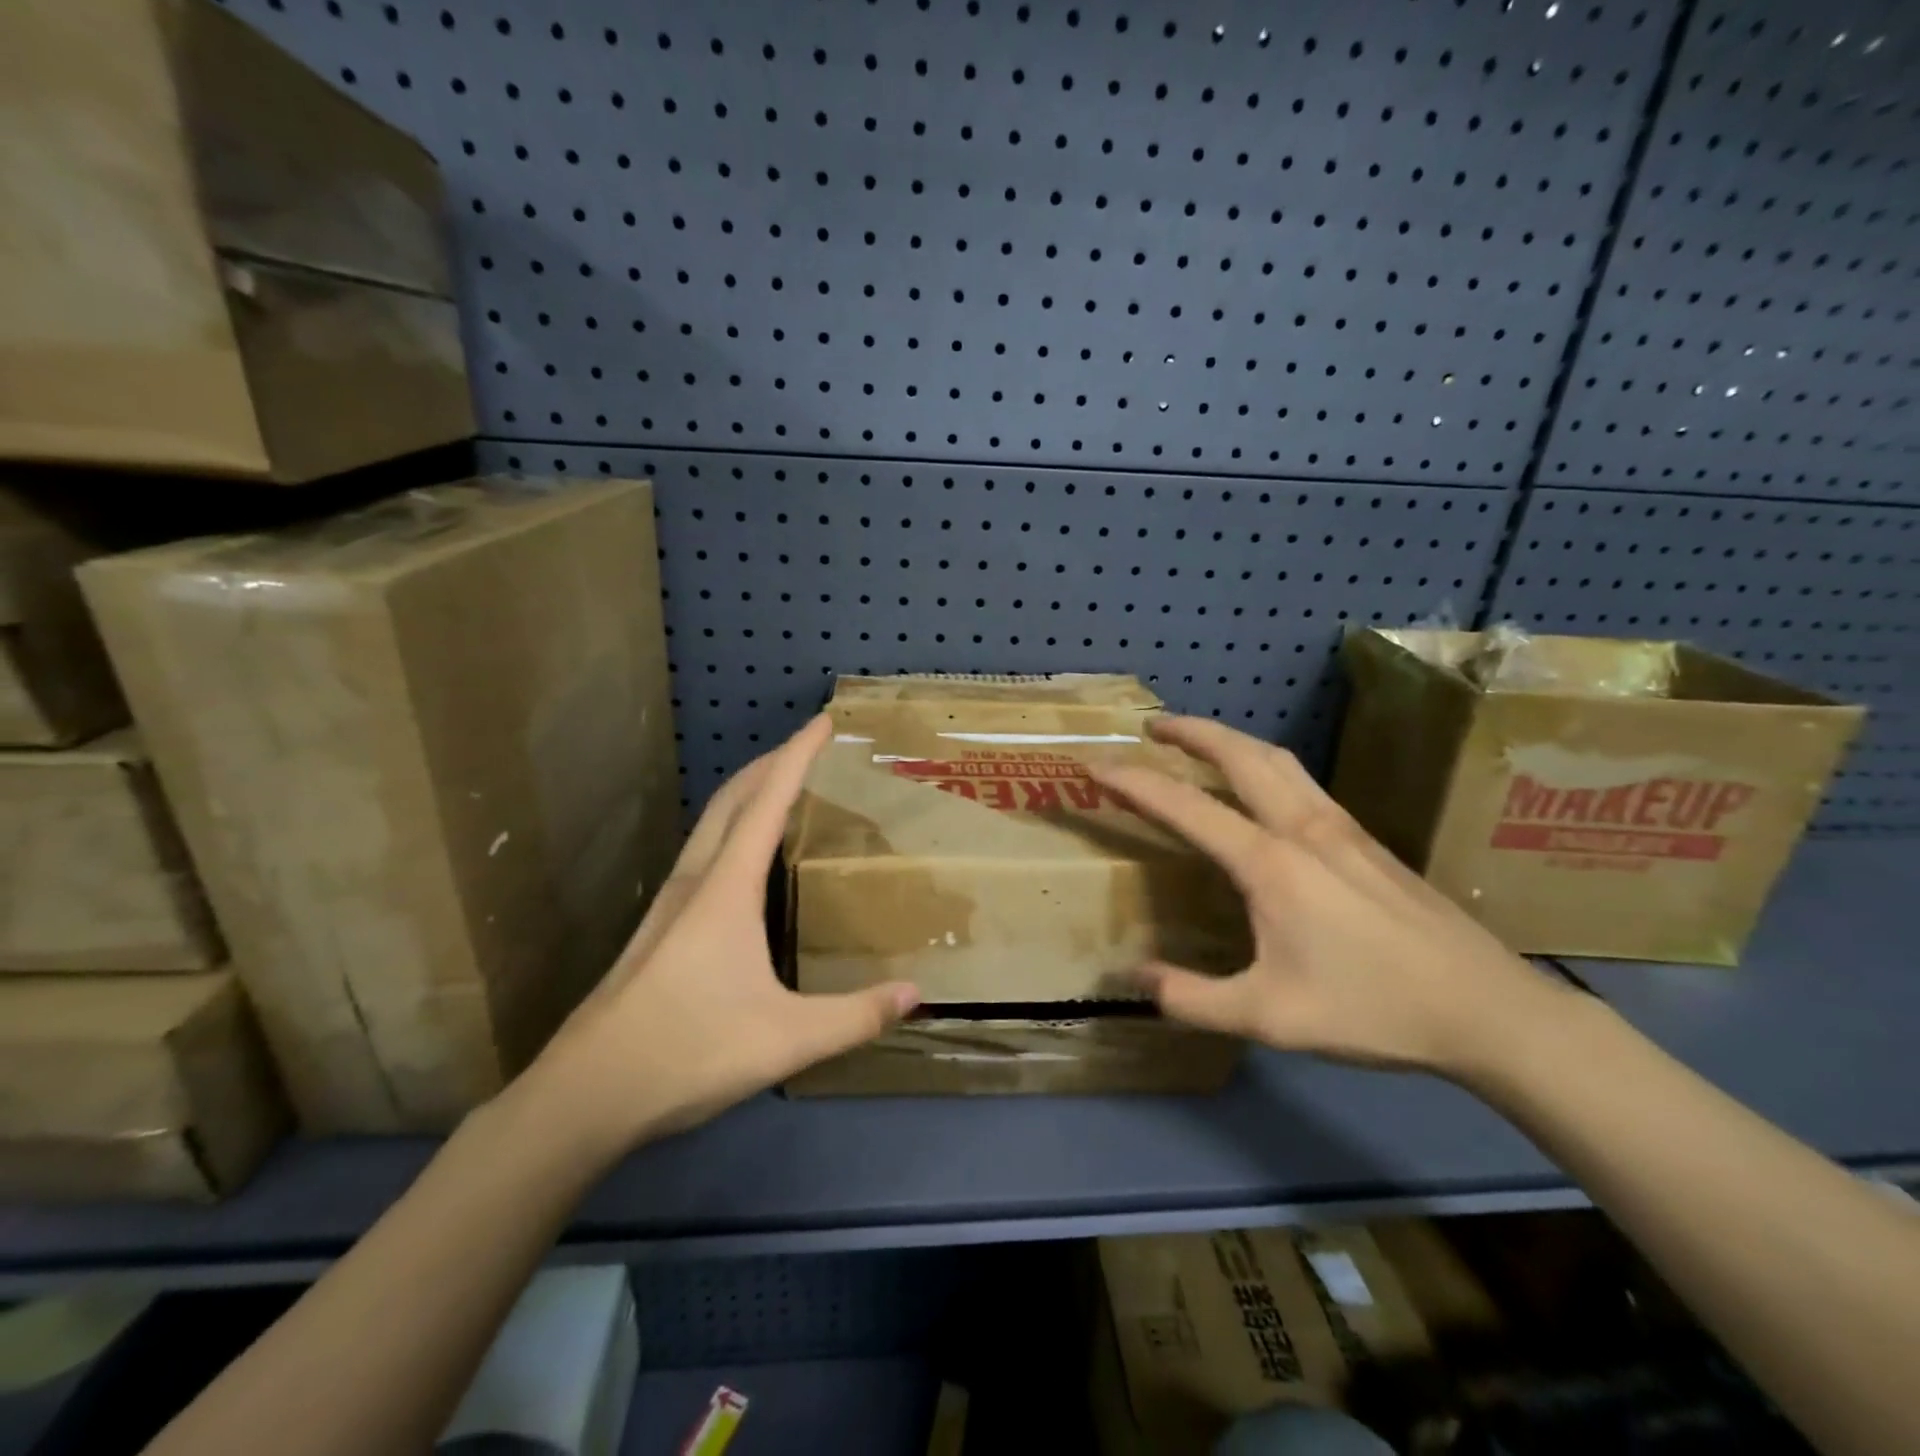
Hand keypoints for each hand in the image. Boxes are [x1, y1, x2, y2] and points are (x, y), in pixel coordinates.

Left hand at [518, 715, 918, 1157]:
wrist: (585, 1094)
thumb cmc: (688, 1051)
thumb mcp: (788, 1039)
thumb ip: (856, 1017)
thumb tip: (916, 993)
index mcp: (725, 889)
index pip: (767, 802)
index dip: (797, 756)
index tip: (822, 722)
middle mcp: (695, 882)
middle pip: (733, 799)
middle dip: (771, 763)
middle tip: (809, 747)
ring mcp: (669, 904)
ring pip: (711, 825)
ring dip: (747, 793)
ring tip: (781, 789)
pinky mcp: (659, 928)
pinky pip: (702, 853)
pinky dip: (730, 829)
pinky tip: (741, 860)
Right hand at [1090, 716, 1574, 1079]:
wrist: (1486, 1008)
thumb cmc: (1371, 1009)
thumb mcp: (1268, 1017)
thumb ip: (1191, 998)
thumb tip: (1134, 977)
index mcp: (1270, 863)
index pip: (1185, 806)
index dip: (1134, 782)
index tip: (1096, 766)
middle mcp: (1302, 828)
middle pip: (1240, 754)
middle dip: (1191, 732)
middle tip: (1153, 727)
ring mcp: (1341, 827)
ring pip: (1278, 759)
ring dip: (1231, 740)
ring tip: (1200, 743)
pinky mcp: (1367, 839)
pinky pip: (1302, 781)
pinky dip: (1264, 764)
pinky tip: (1263, 790)